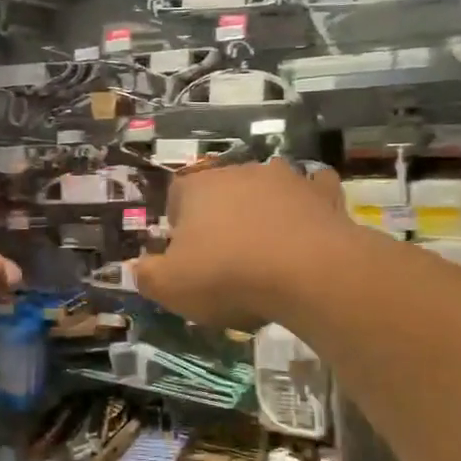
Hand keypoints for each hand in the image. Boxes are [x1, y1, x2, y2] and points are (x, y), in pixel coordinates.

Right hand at [134, 159, 354, 328]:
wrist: (309, 273)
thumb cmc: (229, 276)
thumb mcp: (171, 287)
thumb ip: (147, 276)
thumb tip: (137, 268)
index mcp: (198, 189)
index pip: (177, 195)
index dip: (178, 224)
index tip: (185, 254)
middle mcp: (240, 172)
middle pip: (222, 190)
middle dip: (221, 216)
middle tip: (225, 257)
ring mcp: (286, 178)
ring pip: (266, 187)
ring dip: (263, 208)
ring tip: (267, 248)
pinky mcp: (323, 193)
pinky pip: (313, 190)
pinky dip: (308, 204)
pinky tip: (309, 226)